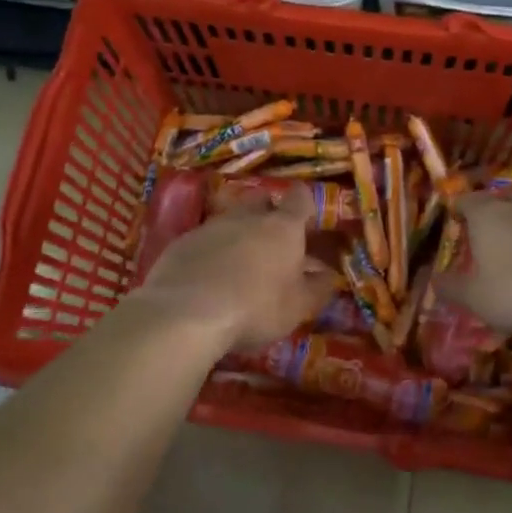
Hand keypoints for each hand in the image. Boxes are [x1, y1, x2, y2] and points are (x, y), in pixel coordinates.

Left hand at [134, 183, 335, 351]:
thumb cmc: (255, 309)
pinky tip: (207, 275)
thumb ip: (317, 288)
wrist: (187, 313)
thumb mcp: (297, 307)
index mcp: (283, 228)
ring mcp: (211, 226)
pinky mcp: (182, 241)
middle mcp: (247, 217)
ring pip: (229, 218)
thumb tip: (329, 275)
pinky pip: (203, 238)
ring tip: (238, 262)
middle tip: (272, 240)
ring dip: (237, 233)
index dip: (305, 204)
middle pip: (261, 199)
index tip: (306, 219)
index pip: (300, 198)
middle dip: (268, 212)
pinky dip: (210, 250)